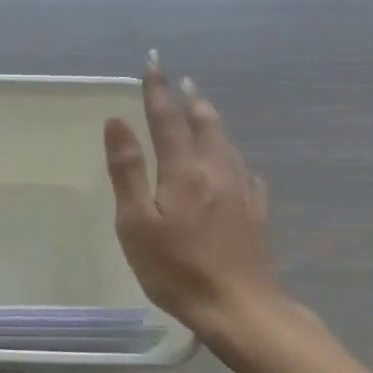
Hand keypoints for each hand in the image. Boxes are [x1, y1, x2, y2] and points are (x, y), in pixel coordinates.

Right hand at [103, 53, 279, 337]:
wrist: (239, 308)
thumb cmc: (174, 268)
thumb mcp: (136, 222)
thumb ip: (127, 170)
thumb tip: (117, 122)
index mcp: (184, 171)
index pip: (167, 119)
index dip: (156, 90)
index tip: (152, 63)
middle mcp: (217, 170)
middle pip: (204, 124)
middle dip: (189, 99)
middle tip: (180, 80)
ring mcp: (242, 190)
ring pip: (226, 143)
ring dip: (210, 120)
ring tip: (200, 108)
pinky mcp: (256, 211)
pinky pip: (242, 168)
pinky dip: (229, 152)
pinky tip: (232, 161)